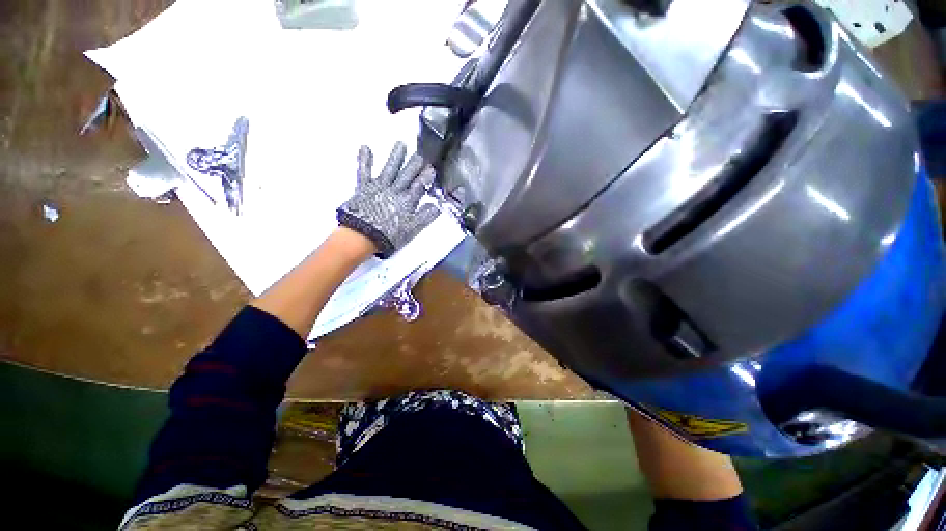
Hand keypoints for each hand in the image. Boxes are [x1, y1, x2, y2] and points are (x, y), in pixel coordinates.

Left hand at [337, 142, 439, 257]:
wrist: (362, 236)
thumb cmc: (388, 235)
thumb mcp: (412, 229)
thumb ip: (426, 216)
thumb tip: (437, 207)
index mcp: (407, 201)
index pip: (420, 185)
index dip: (426, 177)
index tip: (432, 169)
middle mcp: (395, 191)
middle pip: (407, 175)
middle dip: (414, 165)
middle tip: (420, 155)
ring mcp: (379, 187)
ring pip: (390, 169)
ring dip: (396, 157)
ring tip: (401, 145)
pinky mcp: (364, 188)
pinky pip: (364, 171)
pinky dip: (365, 160)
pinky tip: (365, 148)